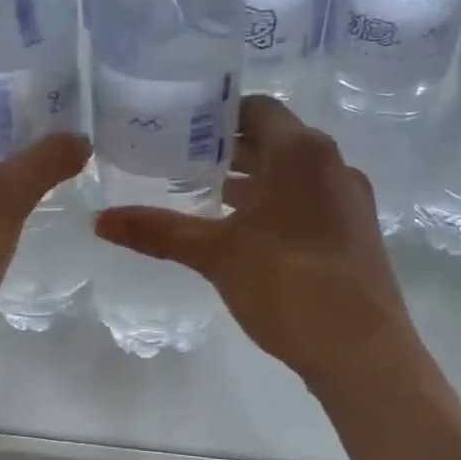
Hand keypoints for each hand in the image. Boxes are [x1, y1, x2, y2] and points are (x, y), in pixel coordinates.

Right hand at [93, 96, 415, 389]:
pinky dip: (275, 204)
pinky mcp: (356, 233)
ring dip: (252, 179)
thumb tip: (98, 221)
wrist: (362, 351)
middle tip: (180, 159)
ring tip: (205, 195)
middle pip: (274, 140)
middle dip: (228, 149)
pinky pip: (309, 200)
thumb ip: (158, 232)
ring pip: (292, 174)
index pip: (256, 109)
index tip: (180, 126)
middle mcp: (332, 164)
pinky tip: (244, 233)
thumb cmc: (287, 284)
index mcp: (302, 152)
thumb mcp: (215, 254)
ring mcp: (350, 199)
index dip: (217, 114)